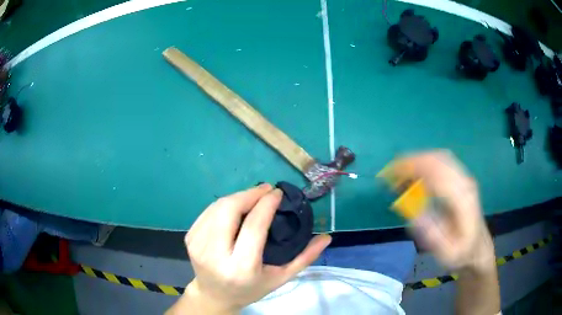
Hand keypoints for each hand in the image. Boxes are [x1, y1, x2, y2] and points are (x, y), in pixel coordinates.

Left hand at [168, 184, 330, 314]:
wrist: (214, 295)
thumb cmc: (250, 289)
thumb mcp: (280, 279)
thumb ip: (304, 258)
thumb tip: (327, 237)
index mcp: (240, 267)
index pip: (253, 226)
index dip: (266, 204)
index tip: (277, 192)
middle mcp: (215, 255)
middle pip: (229, 210)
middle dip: (249, 194)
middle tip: (266, 189)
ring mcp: (198, 245)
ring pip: (218, 207)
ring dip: (238, 196)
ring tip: (254, 195)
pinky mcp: (190, 238)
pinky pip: (208, 211)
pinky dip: (225, 204)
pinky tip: (236, 206)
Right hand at [392, 151, 494, 272]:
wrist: (477, 246)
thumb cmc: (461, 252)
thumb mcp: (446, 253)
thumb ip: (432, 235)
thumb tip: (413, 214)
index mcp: (462, 200)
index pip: (437, 174)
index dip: (412, 169)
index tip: (391, 176)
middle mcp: (465, 183)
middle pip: (437, 160)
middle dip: (411, 162)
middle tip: (390, 175)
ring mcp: (464, 178)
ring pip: (439, 157)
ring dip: (417, 161)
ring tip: (399, 174)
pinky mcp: (461, 179)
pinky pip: (442, 162)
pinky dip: (425, 163)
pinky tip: (414, 174)